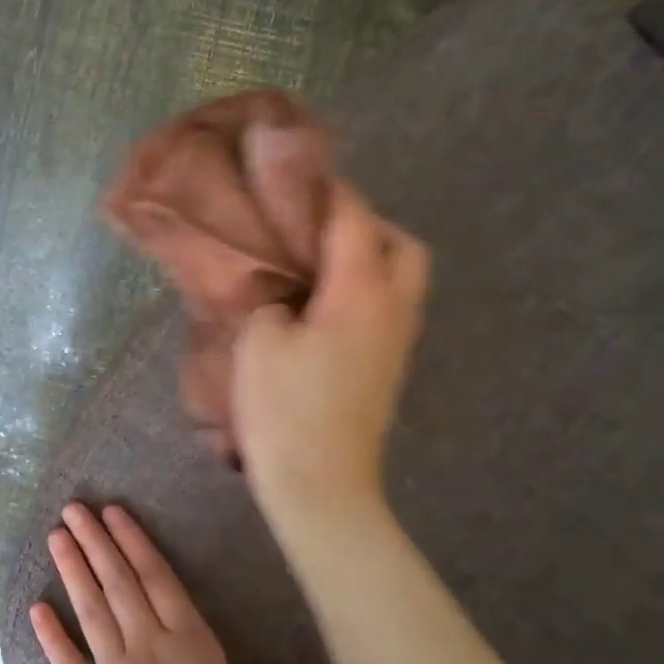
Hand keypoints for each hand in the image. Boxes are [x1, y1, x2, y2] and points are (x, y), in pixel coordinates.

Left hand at [33, 502, 311, 663]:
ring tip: (56, 537)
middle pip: (119, 583)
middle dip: (96, 542)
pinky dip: (51, 635)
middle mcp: (148, 644)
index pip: (157, 578)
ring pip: (92, 611)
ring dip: (73, 571)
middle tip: (74, 509)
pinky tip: (36, 606)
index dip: (134, 542)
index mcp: (189, 639)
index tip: (112, 513)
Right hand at [233, 180, 429, 522]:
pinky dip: (364, 292)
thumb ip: (272, 301)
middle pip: (403, 246)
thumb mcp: (259, 342)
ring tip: (316, 266)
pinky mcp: (389, 369)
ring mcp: (397, 342)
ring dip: (369, 260)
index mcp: (362, 291)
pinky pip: (388, 309)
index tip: (298, 178)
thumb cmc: (286, 409)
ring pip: (402, 279)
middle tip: (318, 230)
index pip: (354, 218)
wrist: (322, 485)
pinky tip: (322, 307)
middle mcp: (394, 309)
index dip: (328, 191)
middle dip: (368, 225)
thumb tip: (286, 298)